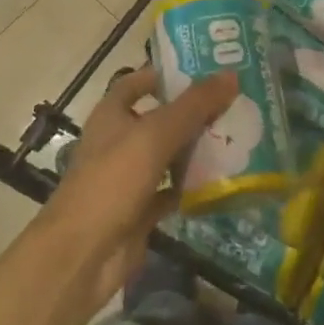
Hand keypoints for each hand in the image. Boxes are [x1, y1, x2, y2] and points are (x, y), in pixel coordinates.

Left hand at [39, 65, 239, 309]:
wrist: (84, 254)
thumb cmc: (113, 180)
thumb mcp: (156, 134)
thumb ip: (194, 105)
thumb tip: (232, 74)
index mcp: (112, 115)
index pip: (138, 82)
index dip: (167, 74)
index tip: (206, 70)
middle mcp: (119, 141)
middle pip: (161, 119)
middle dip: (194, 112)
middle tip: (236, 103)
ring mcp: (130, 178)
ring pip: (170, 155)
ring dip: (198, 148)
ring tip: (240, 136)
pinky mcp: (141, 210)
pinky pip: (174, 191)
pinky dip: (195, 186)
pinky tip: (225, 179)